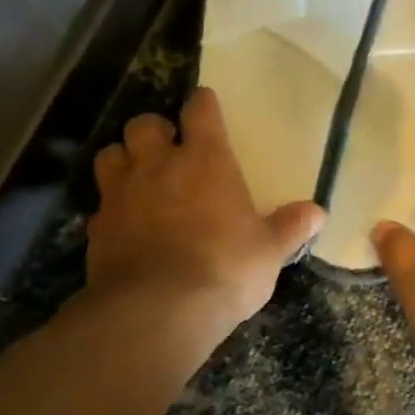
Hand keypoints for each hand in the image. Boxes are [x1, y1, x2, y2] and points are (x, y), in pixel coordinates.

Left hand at [83, 88, 324, 331]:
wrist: (158, 310)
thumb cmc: (226, 269)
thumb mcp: (269, 251)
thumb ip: (290, 227)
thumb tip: (317, 212)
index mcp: (205, 161)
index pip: (200, 111)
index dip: (203, 104)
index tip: (206, 104)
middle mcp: (158, 166)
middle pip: (143, 125)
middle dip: (155, 130)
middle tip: (168, 148)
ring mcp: (121, 195)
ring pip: (110, 155)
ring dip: (124, 159)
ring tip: (139, 177)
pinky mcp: (97, 228)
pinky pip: (100, 203)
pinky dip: (112, 207)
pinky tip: (126, 225)